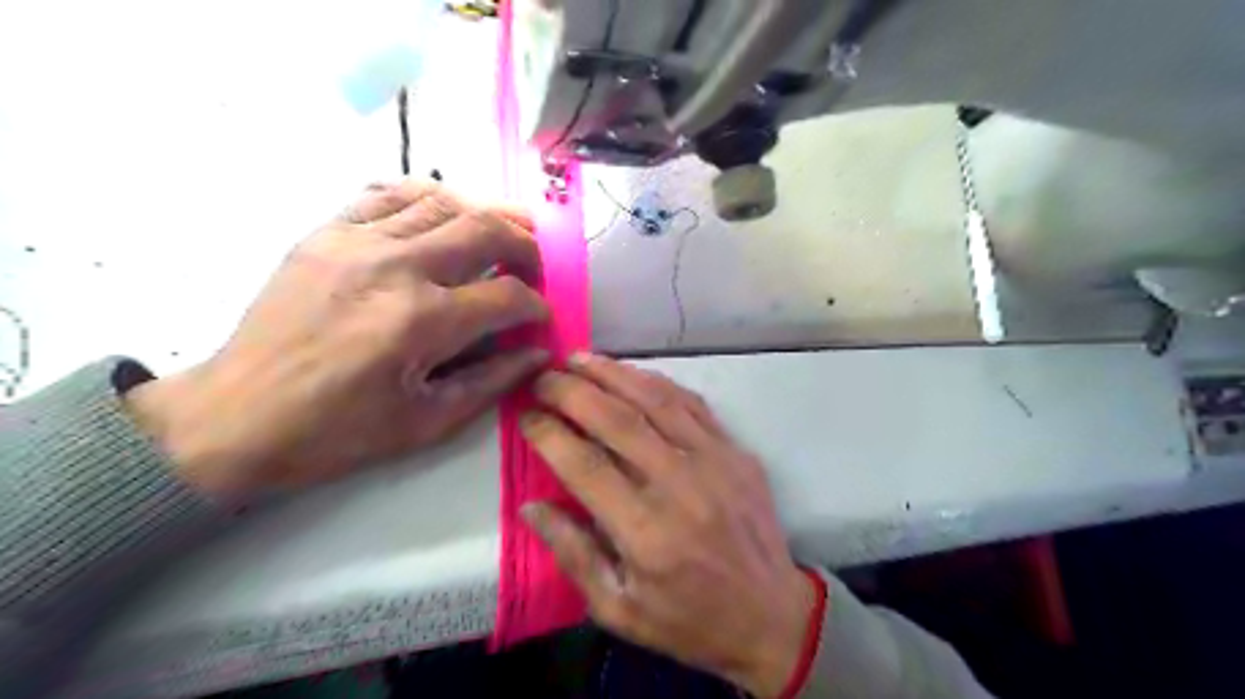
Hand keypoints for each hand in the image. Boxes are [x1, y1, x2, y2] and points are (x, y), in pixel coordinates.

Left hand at [125, 179, 546, 497]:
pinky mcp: (326, 234)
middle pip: (485, 230)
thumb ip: (494, 381)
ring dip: (484, 216)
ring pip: (443, 202)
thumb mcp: (428, 423)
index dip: (536, 306)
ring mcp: (357, 242)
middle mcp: (396, 268)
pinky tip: (441, 216)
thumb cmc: (338, 432)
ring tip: (498, 236)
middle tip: (531, 267)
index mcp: (423, 322)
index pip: (508, 297)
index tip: (538, 318)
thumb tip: (538, 352)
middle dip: (524, 246)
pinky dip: (427, 198)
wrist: (236, 416)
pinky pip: (387, 194)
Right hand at [520, 355, 818, 698]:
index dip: (548, 434)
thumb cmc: (688, 620)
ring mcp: (714, 461)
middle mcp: (679, 486)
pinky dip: (657, 382)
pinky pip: (692, 404)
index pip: (584, 466)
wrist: (770, 615)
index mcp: (645, 532)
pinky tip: (632, 373)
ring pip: (656, 400)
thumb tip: (530, 506)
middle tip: (544, 376)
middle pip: (617, 421)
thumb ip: (572, 554)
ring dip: (613, 374)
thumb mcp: (618, 609)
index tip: (525, 415)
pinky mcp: (736, 451)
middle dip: (573, 391)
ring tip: (579, 359)